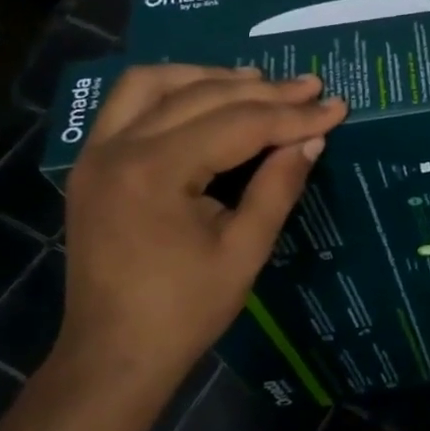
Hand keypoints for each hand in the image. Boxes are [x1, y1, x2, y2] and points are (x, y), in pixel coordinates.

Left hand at [55, 64, 346, 387]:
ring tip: (260, 82)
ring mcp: (97, 153)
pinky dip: (172, 90)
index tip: (337, 106)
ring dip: (210, 77)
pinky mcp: (92, 165)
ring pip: (154, 84)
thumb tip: (312, 139)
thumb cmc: (185, 310)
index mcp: (156, 172)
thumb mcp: (245, 250)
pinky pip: (129, 104)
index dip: (293, 115)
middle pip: (201, 96)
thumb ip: (278, 187)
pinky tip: (206, 96)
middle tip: (312, 87)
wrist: (114, 353)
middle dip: (264, 91)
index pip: (238, 124)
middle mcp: (119, 148)